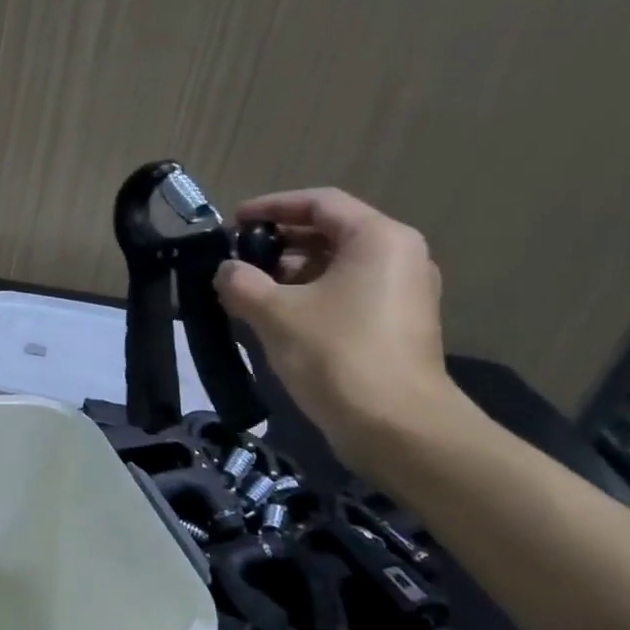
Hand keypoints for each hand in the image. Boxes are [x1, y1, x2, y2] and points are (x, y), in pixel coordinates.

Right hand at [215, 188, 463, 471]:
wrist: (397, 427)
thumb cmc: (336, 354)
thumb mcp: (274, 312)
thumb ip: (241, 281)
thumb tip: (227, 271)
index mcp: (378, 239)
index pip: (319, 202)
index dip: (271, 207)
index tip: (233, 222)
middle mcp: (399, 257)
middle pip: (330, 232)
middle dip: (278, 243)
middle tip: (236, 259)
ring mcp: (402, 293)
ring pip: (336, 266)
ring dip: (289, 273)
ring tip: (247, 290)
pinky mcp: (396, 325)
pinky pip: (346, 294)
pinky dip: (309, 296)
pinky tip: (274, 317)